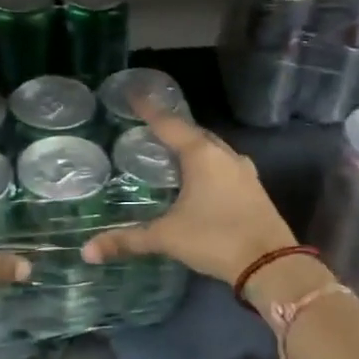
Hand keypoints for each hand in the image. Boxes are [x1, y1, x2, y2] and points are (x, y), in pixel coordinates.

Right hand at [81, 112, 294, 285]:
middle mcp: (225, 155)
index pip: (169, 124)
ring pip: (212, 149)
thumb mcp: (167, 238)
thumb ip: (128, 240)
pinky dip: (206, 164)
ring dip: (192, 147)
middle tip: (148, 127)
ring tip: (169, 151)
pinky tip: (197, 178)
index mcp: (202, 155)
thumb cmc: (215, 239)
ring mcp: (244, 171)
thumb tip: (87, 251)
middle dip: (172, 128)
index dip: (148, 109)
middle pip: (193, 133)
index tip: (133, 94)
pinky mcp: (253, 188)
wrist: (271, 264)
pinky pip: (224, 165)